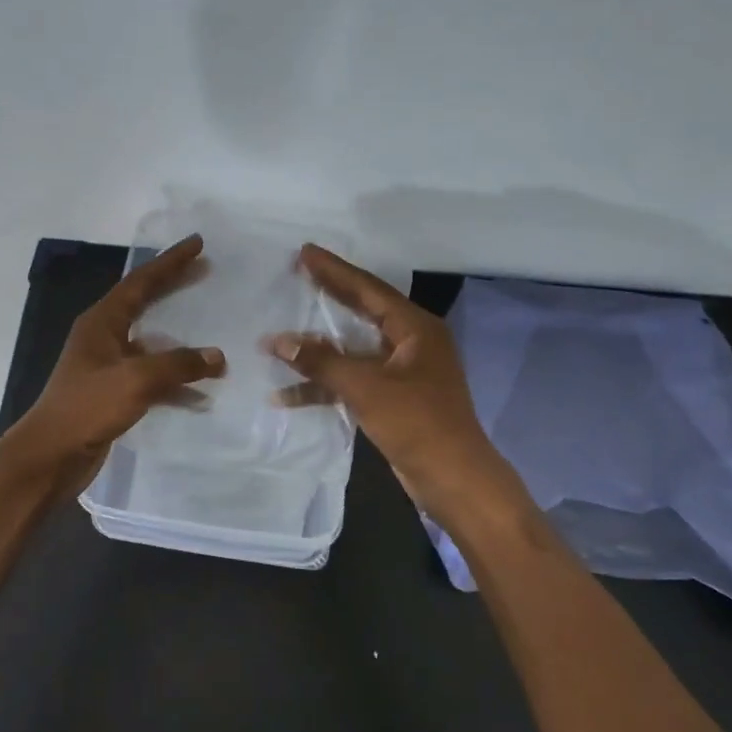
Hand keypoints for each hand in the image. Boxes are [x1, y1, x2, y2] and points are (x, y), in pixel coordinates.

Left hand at [3, 233, 225, 496]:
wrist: (51, 455)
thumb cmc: (88, 408)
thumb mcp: (136, 380)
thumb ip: (178, 365)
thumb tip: (217, 356)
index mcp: (101, 322)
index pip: (140, 282)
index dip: (170, 262)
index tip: (197, 243)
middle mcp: (103, 338)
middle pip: (144, 304)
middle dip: (174, 288)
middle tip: (204, 271)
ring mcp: (107, 366)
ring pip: (151, 343)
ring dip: (180, 340)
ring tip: (213, 332)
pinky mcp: (113, 394)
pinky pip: (151, 377)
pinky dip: (175, 381)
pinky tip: (200, 392)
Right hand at [266, 245, 514, 513]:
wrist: (453, 479)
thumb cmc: (417, 423)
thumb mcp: (366, 387)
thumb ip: (322, 361)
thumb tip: (278, 340)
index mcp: (415, 329)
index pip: (368, 289)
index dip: (334, 271)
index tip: (305, 252)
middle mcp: (411, 343)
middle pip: (362, 312)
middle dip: (328, 297)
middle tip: (298, 274)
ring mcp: (403, 372)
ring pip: (353, 350)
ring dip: (318, 350)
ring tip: (280, 335)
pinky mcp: (393, 399)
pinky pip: (354, 380)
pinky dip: (325, 385)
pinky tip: (288, 394)